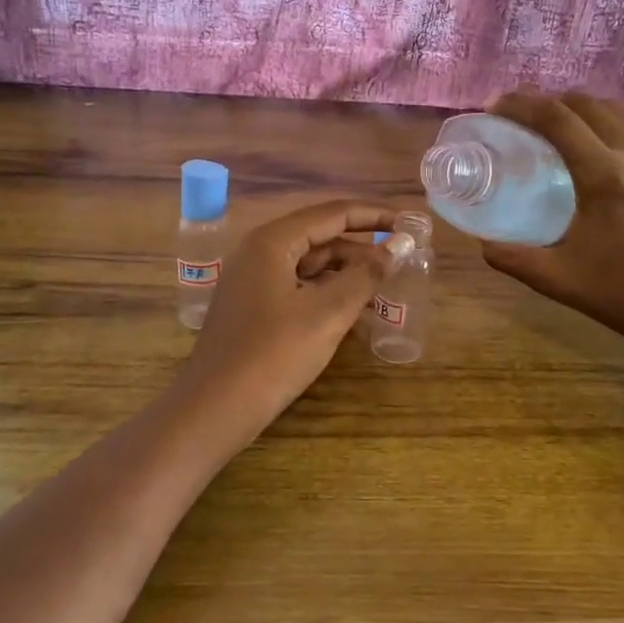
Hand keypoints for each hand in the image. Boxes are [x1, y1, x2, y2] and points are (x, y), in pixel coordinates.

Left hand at [181, 200, 397, 432]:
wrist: (215, 408)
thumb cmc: (273, 354)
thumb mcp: (327, 313)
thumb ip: (365, 276)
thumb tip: (397, 247)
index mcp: (273, 241)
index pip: (333, 214)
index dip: (374, 216)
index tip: (408, 223)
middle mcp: (260, 252)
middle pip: (322, 238)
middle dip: (363, 249)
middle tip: (403, 260)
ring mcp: (254, 281)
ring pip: (311, 266)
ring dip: (348, 275)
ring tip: (387, 289)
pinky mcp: (255, 308)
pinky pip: (300, 288)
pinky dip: (329, 295)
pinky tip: (357, 314)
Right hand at [479, 91, 623, 375]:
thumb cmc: (619, 293)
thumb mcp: (555, 278)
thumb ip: (511, 257)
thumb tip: (481, 241)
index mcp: (602, 175)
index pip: (556, 118)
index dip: (521, 105)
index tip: (494, 107)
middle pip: (583, 103)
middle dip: (544, 100)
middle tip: (516, 115)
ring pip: (612, 109)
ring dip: (576, 107)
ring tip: (550, 123)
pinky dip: (606, 120)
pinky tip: (594, 139)